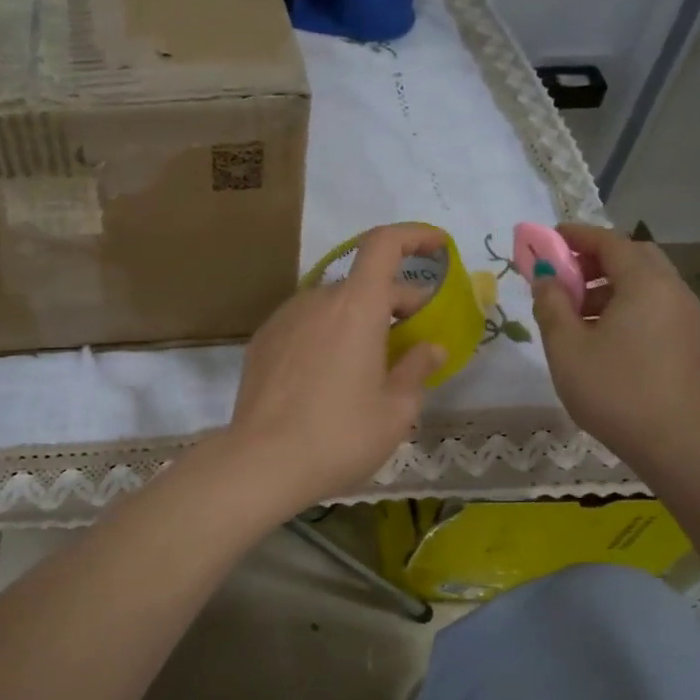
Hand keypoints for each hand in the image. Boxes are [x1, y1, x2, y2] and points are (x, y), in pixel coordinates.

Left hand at [227, 223, 446, 512]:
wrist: (260, 462)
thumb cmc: (339, 436)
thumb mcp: (395, 410)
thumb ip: (417, 369)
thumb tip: (430, 347)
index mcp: (356, 306)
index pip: (384, 244)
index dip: (414, 237)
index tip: (438, 248)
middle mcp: (317, 300)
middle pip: (364, 283)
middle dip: (396, 302)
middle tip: (416, 341)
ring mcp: (284, 319)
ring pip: (333, 306)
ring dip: (359, 322)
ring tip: (372, 366)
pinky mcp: (262, 342)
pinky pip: (306, 325)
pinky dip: (328, 336)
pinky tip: (330, 378)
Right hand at [530, 224, 699, 470]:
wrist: (672, 443)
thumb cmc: (613, 390)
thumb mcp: (566, 346)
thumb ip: (551, 304)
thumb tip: (545, 277)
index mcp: (645, 284)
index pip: (610, 242)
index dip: (577, 236)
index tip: (548, 239)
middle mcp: (672, 291)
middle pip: (633, 256)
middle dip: (595, 258)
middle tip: (563, 273)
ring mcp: (685, 315)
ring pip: (645, 281)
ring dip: (609, 283)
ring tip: (573, 308)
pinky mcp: (687, 338)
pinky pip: (653, 303)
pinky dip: (625, 302)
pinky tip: (598, 331)